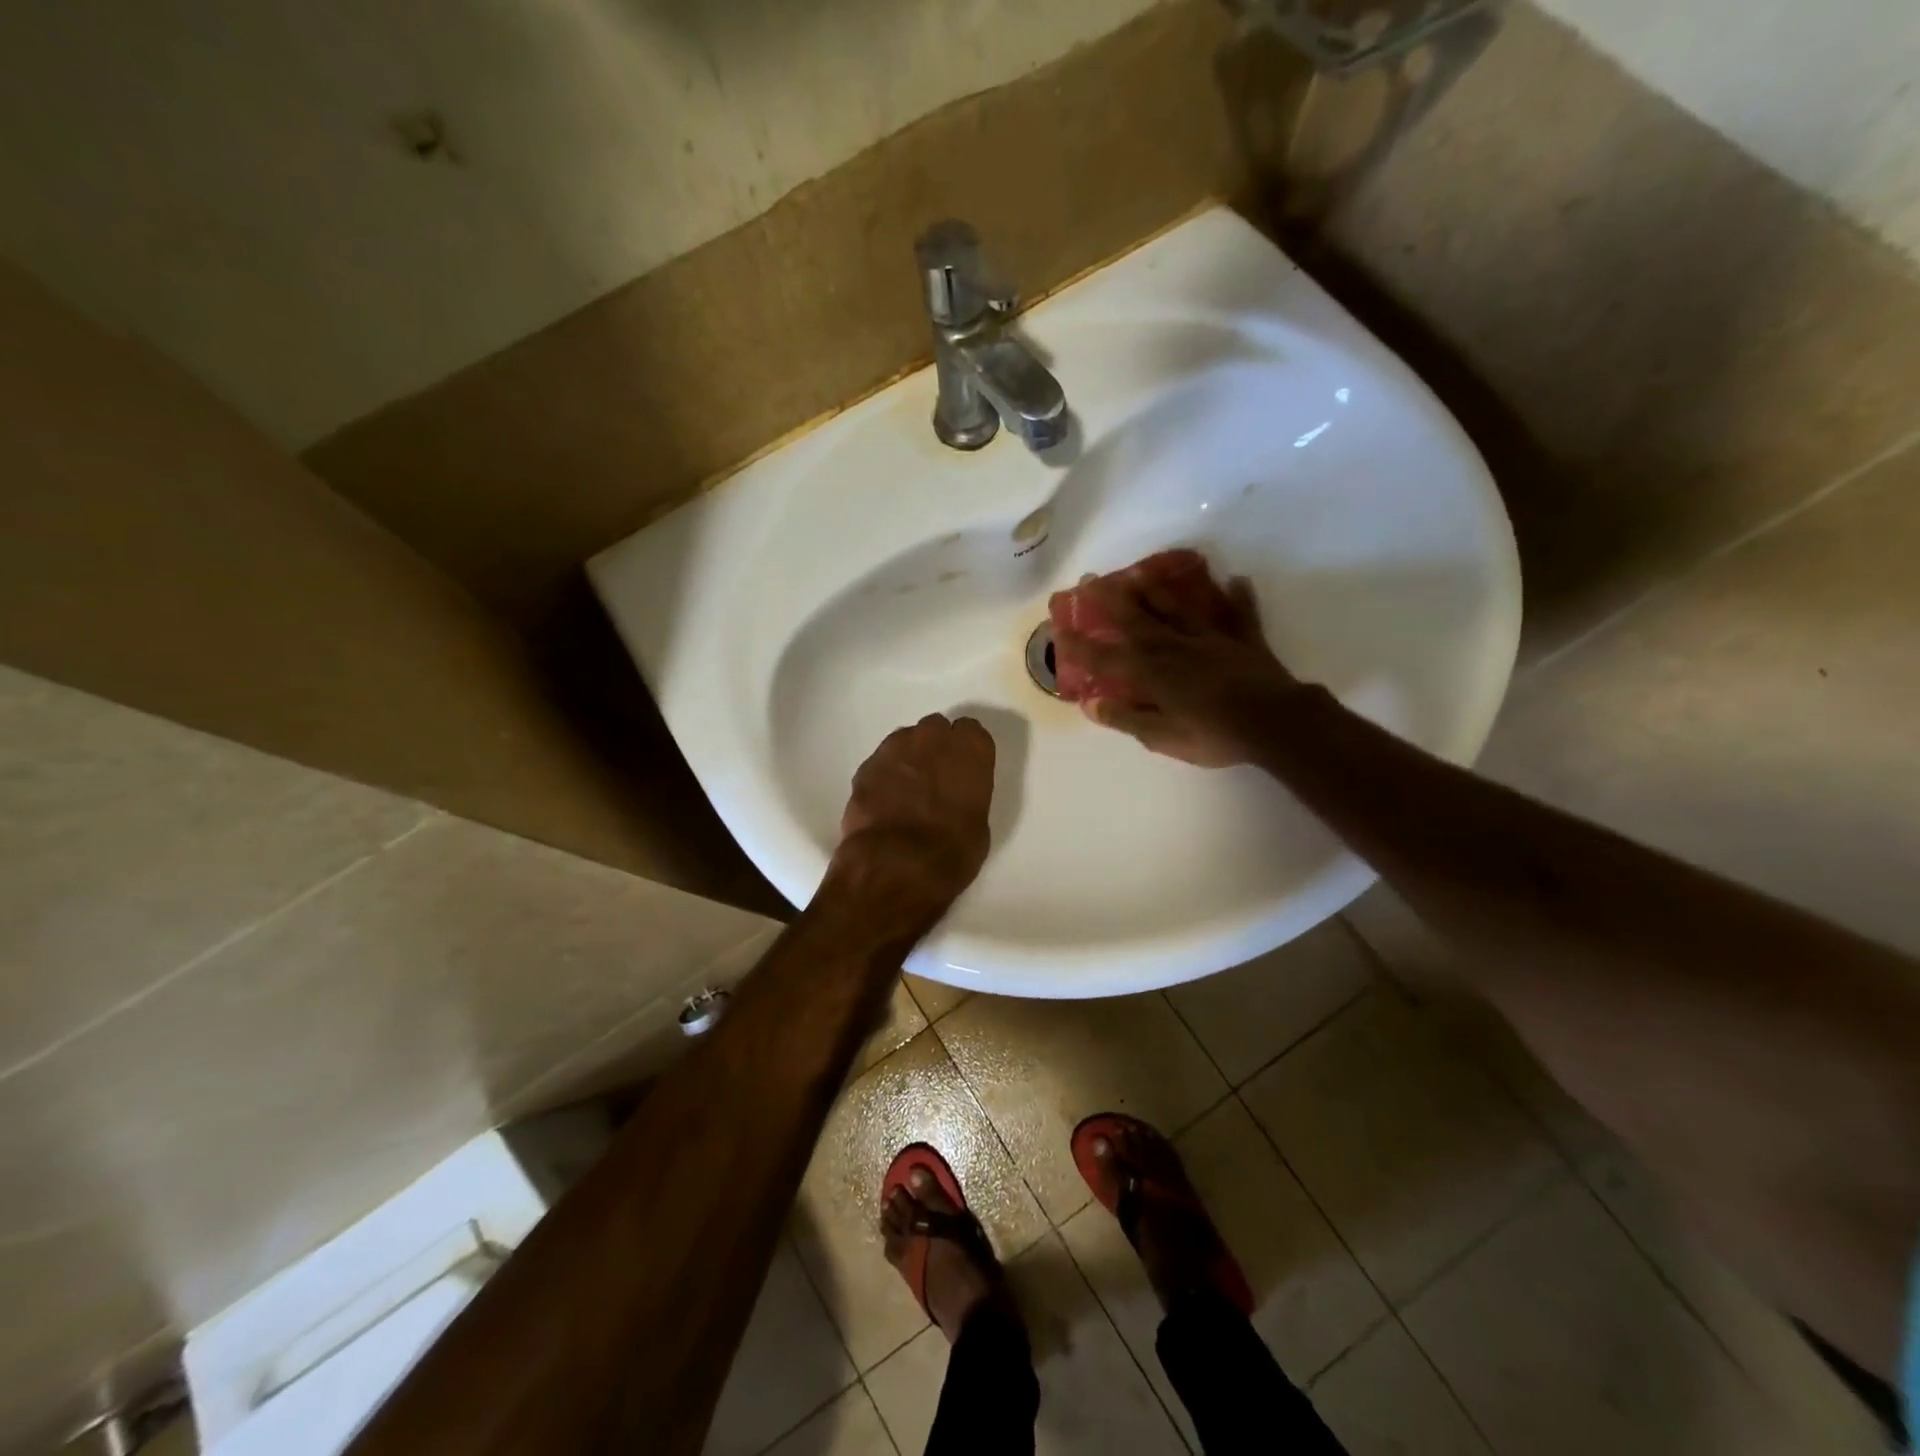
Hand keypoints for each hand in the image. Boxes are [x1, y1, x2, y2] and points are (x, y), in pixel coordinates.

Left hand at [831, 713, 995, 917]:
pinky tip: (884, 802)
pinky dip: (884, 776)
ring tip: (906, 790)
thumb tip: (954, 798)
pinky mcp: (866, 766)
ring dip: (908, 758)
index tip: (963, 768)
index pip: (971, 731)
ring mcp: (895, 748)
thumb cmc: (952, 852)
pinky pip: (880, 762)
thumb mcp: (978, 824)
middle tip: (935, 778)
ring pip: (905, 741)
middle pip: (935, 729)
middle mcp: (933, 738)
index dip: (966, 750)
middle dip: (935, 747)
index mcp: (970, 750)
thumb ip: (967, 796)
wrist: (896, 865)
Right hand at [1052, 569, 1303, 766]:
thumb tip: (1091, 704)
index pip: (1107, 658)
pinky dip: (1236, 597)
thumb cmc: (1214, 735)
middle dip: (1111, 601)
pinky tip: (1234, 579)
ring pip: (1180, 607)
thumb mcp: (1163, 737)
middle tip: (1091, 580)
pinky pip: (1238, 613)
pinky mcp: (1244, 639)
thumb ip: (1127, 718)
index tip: (1059, 630)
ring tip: (1140, 571)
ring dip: (1159, 589)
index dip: (1081, 646)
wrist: (1275, 723)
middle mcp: (1176, 647)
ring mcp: (1212, 639)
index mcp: (1153, 673)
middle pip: (1138, 619)